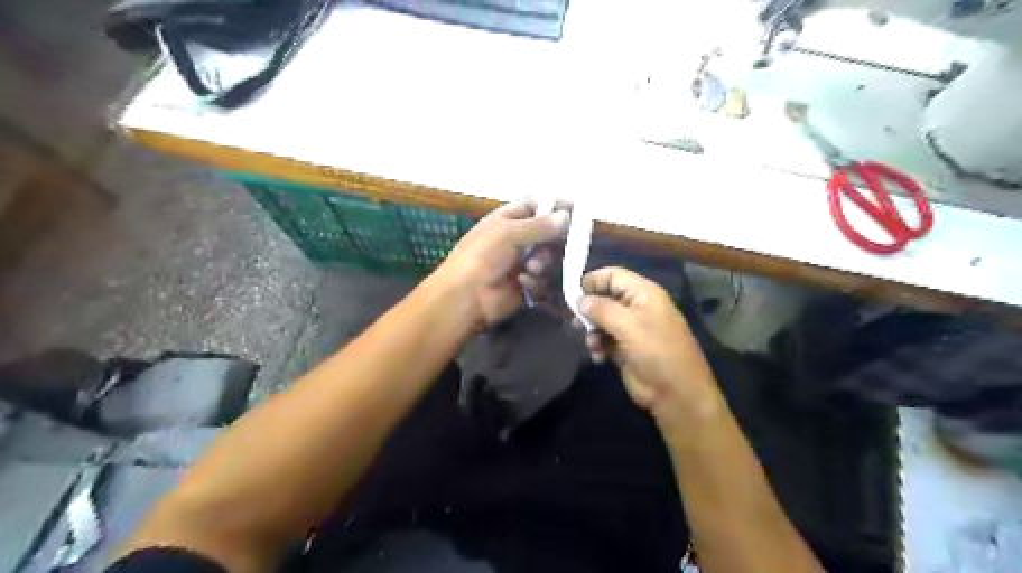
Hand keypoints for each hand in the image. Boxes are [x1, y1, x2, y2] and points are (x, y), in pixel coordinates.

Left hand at [436, 199, 570, 326]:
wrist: (467, 298)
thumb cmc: (483, 257)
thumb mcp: (509, 233)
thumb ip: (539, 225)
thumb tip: (567, 216)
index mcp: (507, 219)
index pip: (535, 206)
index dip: (554, 207)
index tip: (576, 211)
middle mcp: (516, 239)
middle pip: (547, 234)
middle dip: (553, 240)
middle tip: (557, 246)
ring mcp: (521, 263)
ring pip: (548, 257)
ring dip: (544, 262)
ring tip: (533, 269)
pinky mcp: (525, 285)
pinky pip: (543, 279)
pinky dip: (537, 281)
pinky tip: (525, 284)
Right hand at [579, 265, 721, 426]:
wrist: (675, 392)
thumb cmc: (655, 350)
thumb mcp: (628, 324)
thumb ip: (601, 308)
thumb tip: (580, 300)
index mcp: (643, 293)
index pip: (614, 275)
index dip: (593, 280)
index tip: (573, 293)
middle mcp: (637, 307)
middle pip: (605, 298)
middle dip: (589, 309)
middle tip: (575, 322)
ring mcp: (631, 329)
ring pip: (601, 321)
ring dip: (592, 331)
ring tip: (592, 344)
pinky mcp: (625, 349)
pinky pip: (604, 340)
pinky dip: (598, 346)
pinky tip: (599, 357)